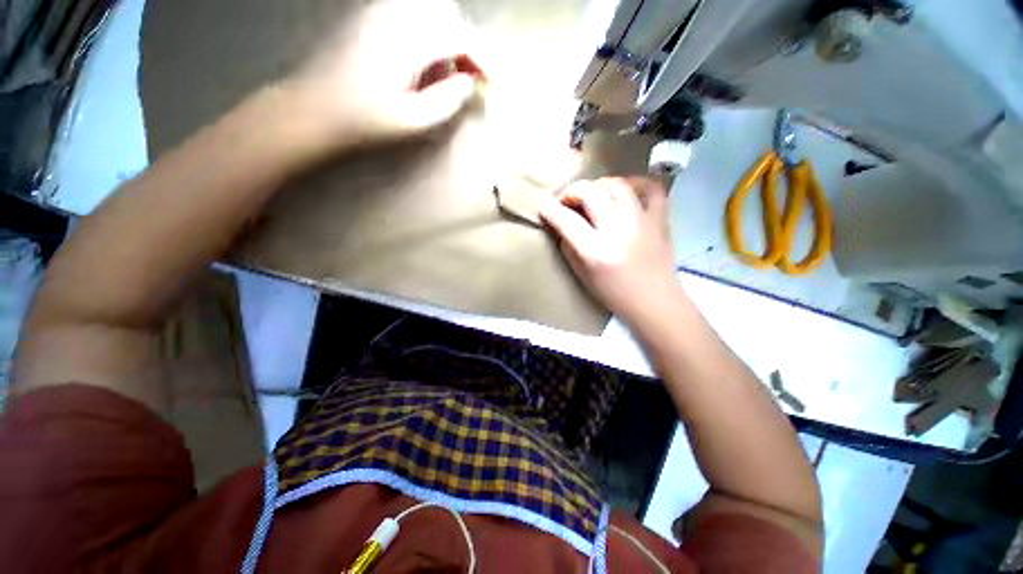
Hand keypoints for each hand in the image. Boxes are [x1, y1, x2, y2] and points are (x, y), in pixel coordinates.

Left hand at [284, 0, 482, 151]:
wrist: (317, 109)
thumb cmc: (366, 121)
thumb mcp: (414, 120)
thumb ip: (448, 100)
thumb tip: (470, 82)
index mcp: (408, 40)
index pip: (461, 36)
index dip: (485, 58)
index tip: (497, 82)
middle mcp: (396, 14)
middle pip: (449, 14)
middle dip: (467, 45)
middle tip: (472, 78)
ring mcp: (381, 12)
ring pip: (431, 11)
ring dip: (447, 39)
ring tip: (445, 75)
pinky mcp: (371, 17)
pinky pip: (412, 15)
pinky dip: (428, 35)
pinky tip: (422, 64)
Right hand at [540, 177, 680, 324]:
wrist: (654, 302)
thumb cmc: (614, 294)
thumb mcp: (582, 275)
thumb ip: (568, 246)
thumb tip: (561, 223)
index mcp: (596, 251)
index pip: (566, 220)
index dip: (550, 209)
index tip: (544, 207)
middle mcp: (618, 230)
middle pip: (589, 193)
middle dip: (570, 191)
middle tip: (565, 200)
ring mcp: (642, 221)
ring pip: (616, 184)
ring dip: (597, 185)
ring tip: (590, 195)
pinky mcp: (660, 219)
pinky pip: (650, 187)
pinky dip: (635, 182)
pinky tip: (624, 190)